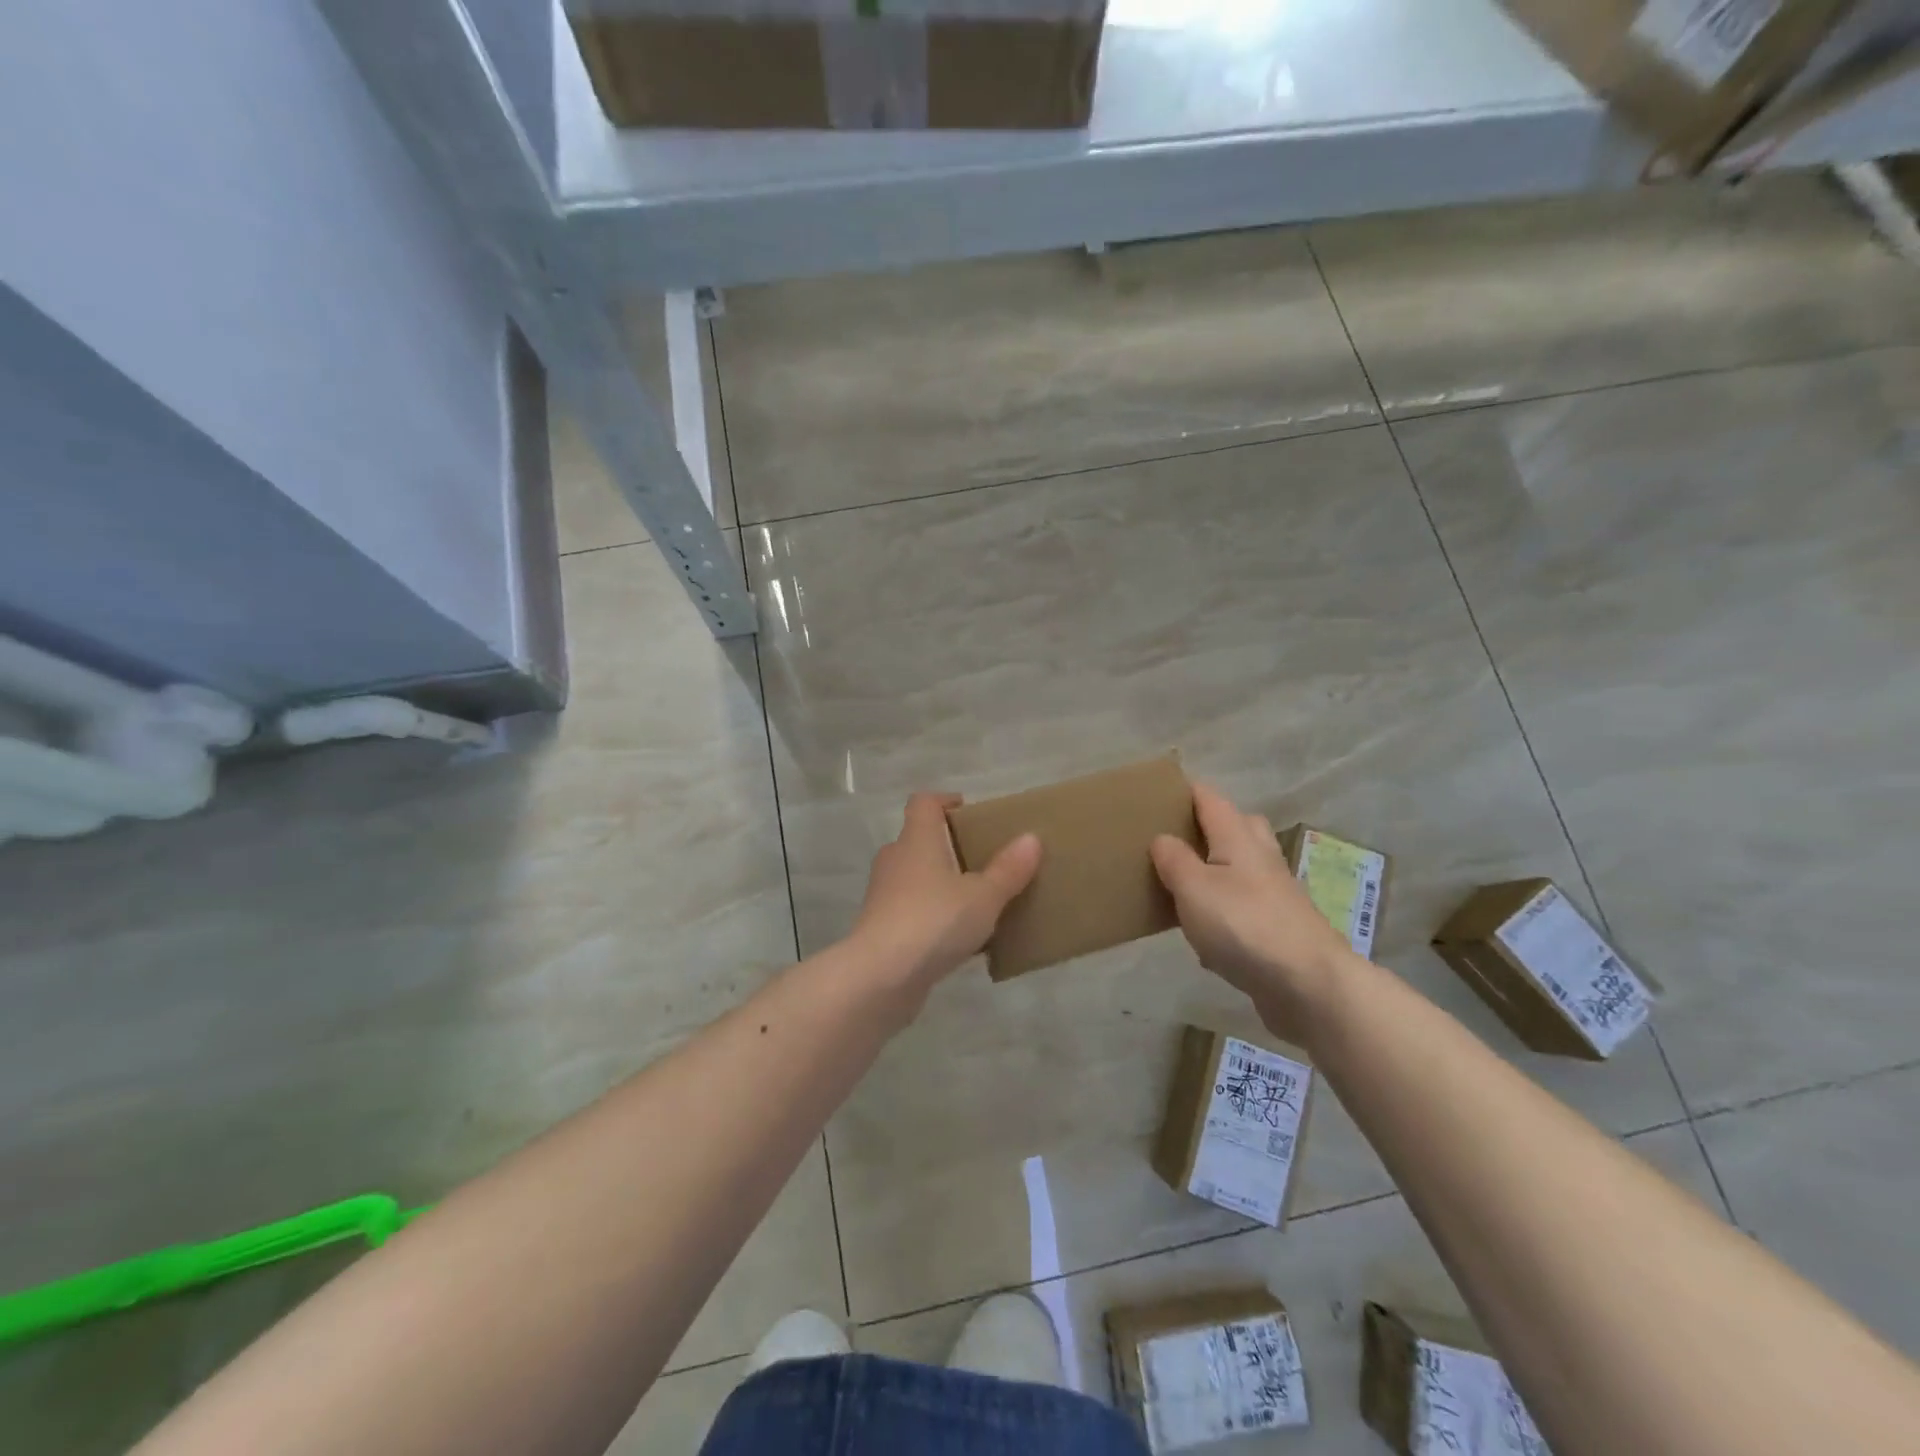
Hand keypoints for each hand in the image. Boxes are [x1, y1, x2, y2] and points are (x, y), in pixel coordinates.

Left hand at [849, 792, 1041, 1010]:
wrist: (880, 978)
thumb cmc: (933, 922)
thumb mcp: (983, 897)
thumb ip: (1008, 870)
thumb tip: (1031, 838)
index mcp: (917, 840)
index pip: (924, 803)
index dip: (944, 800)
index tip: (968, 810)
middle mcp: (896, 861)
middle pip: (920, 840)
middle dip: (949, 846)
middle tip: (983, 859)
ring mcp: (884, 896)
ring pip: (916, 878)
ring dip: (942, 884)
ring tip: (977, 901)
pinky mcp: (882, 929)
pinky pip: (914, 912)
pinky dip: (935, 916)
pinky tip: (961, 939)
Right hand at [1151, 783, 1352, 1040]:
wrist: (1309, 985)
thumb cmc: (1244, 925)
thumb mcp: (1194, 888)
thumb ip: (1174, 860)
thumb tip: (1162, 838)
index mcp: (1238, 838)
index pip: (1211, 799)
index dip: (1186, 791)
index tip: (1158, 792)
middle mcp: (1261, 858)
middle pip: (1237, 827)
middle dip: (1207, 825)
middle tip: (1173, 836)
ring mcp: (1275, 894)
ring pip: (1243, 867)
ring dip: (1216, 868)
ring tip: (1182, 882)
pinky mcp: (1279, 929)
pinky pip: (1246, 907)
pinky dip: (1225, 910)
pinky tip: (1205, 934)